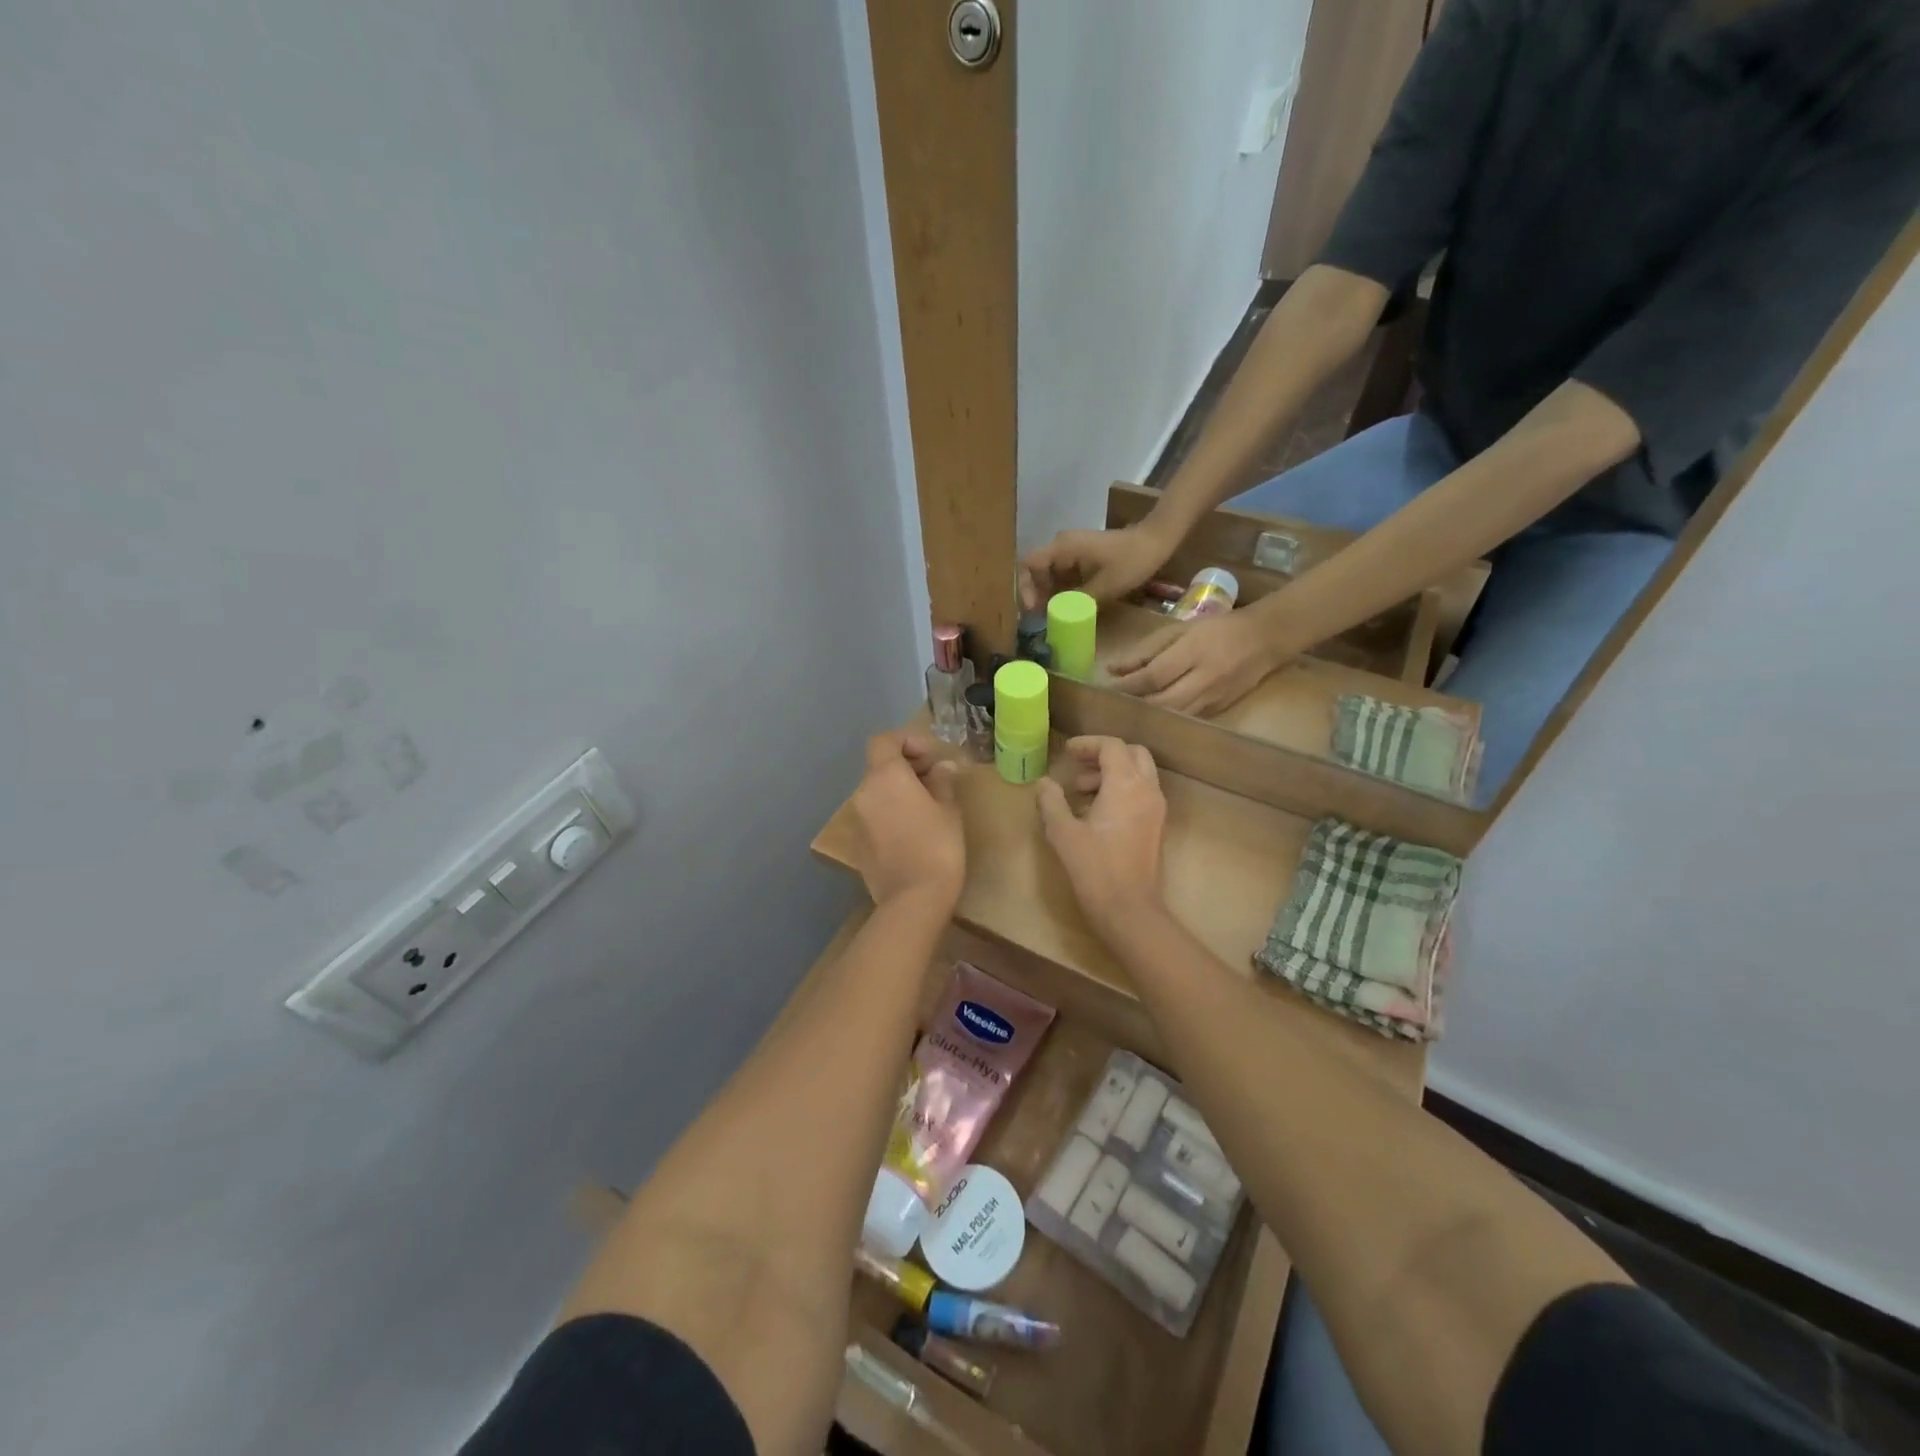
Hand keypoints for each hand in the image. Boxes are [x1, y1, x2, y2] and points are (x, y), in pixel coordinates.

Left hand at [851, 733, 963, 909]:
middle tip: (936, 778)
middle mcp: (864, 792)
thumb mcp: (948, 809)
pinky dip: (891, 811)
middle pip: (880, 765)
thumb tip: (943, 768)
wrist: (913, 899)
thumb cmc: (938, 846)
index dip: (907, 741)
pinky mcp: (859, 842)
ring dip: (899, 789)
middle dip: (906, 765)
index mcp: (885, 776)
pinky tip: (914, 828)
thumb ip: (942, 782)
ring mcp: (858, 818)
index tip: (931, 756)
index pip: (884, 740)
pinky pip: (875, 814)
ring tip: (928, 804)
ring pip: (877, 790)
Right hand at [1019, 522, 1175, 609]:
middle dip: (1037, 595)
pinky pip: (1064, 575)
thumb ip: (1077, 601)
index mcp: (1063, 547)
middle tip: (1043, 619)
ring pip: (1049, 575)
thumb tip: (1057, 617)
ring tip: (1055, 617)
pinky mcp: (1082, 557)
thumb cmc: (1132, 560)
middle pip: (1036, 571)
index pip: (1028, 564)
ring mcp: (1072, 550)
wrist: (1158, 540)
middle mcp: (1062, 545)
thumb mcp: (1105, 586)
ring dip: (1050, 596)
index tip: (1033, 609)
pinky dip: (1063, 591)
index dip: (1025, 588)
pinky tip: (1069, 608)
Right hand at [1036, 737, 1166, 935]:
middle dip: (1105, 754)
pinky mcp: (1157, 826)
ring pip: (1140, 773)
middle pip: (1133, 754)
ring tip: (1081, 792)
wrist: (1129, 909)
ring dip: (1113, 772)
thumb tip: (1044, 783)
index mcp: (1126, 785)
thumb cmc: (1094, 868)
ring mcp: (1156, 809)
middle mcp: (1147, 791)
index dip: (1088, 744)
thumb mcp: (1063, 833)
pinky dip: (1122, 789)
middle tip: (1078, 766)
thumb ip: (1051, 802)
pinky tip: (1097, 812)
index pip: (1112, 747)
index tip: (1067, 752)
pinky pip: (1142, 793)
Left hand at [1108, 610, 1292, 716]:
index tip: (1106, 688)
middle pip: (1161, 702)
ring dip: (1147, 716)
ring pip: (1173, 715)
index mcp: (1193, 652)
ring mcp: (1213, 698)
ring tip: (1126, 711)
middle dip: (1134, 704)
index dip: (1127, 685)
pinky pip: (1185, 719)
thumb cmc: (1217, 629)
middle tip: (1112, 704)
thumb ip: (1145, 650)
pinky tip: (1149, 716)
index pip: (1153, 676)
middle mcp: (1204, 678)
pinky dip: (1165, 719)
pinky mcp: (1218, 711)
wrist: (1266, 639)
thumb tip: (1112, 668)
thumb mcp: (1179, 629)